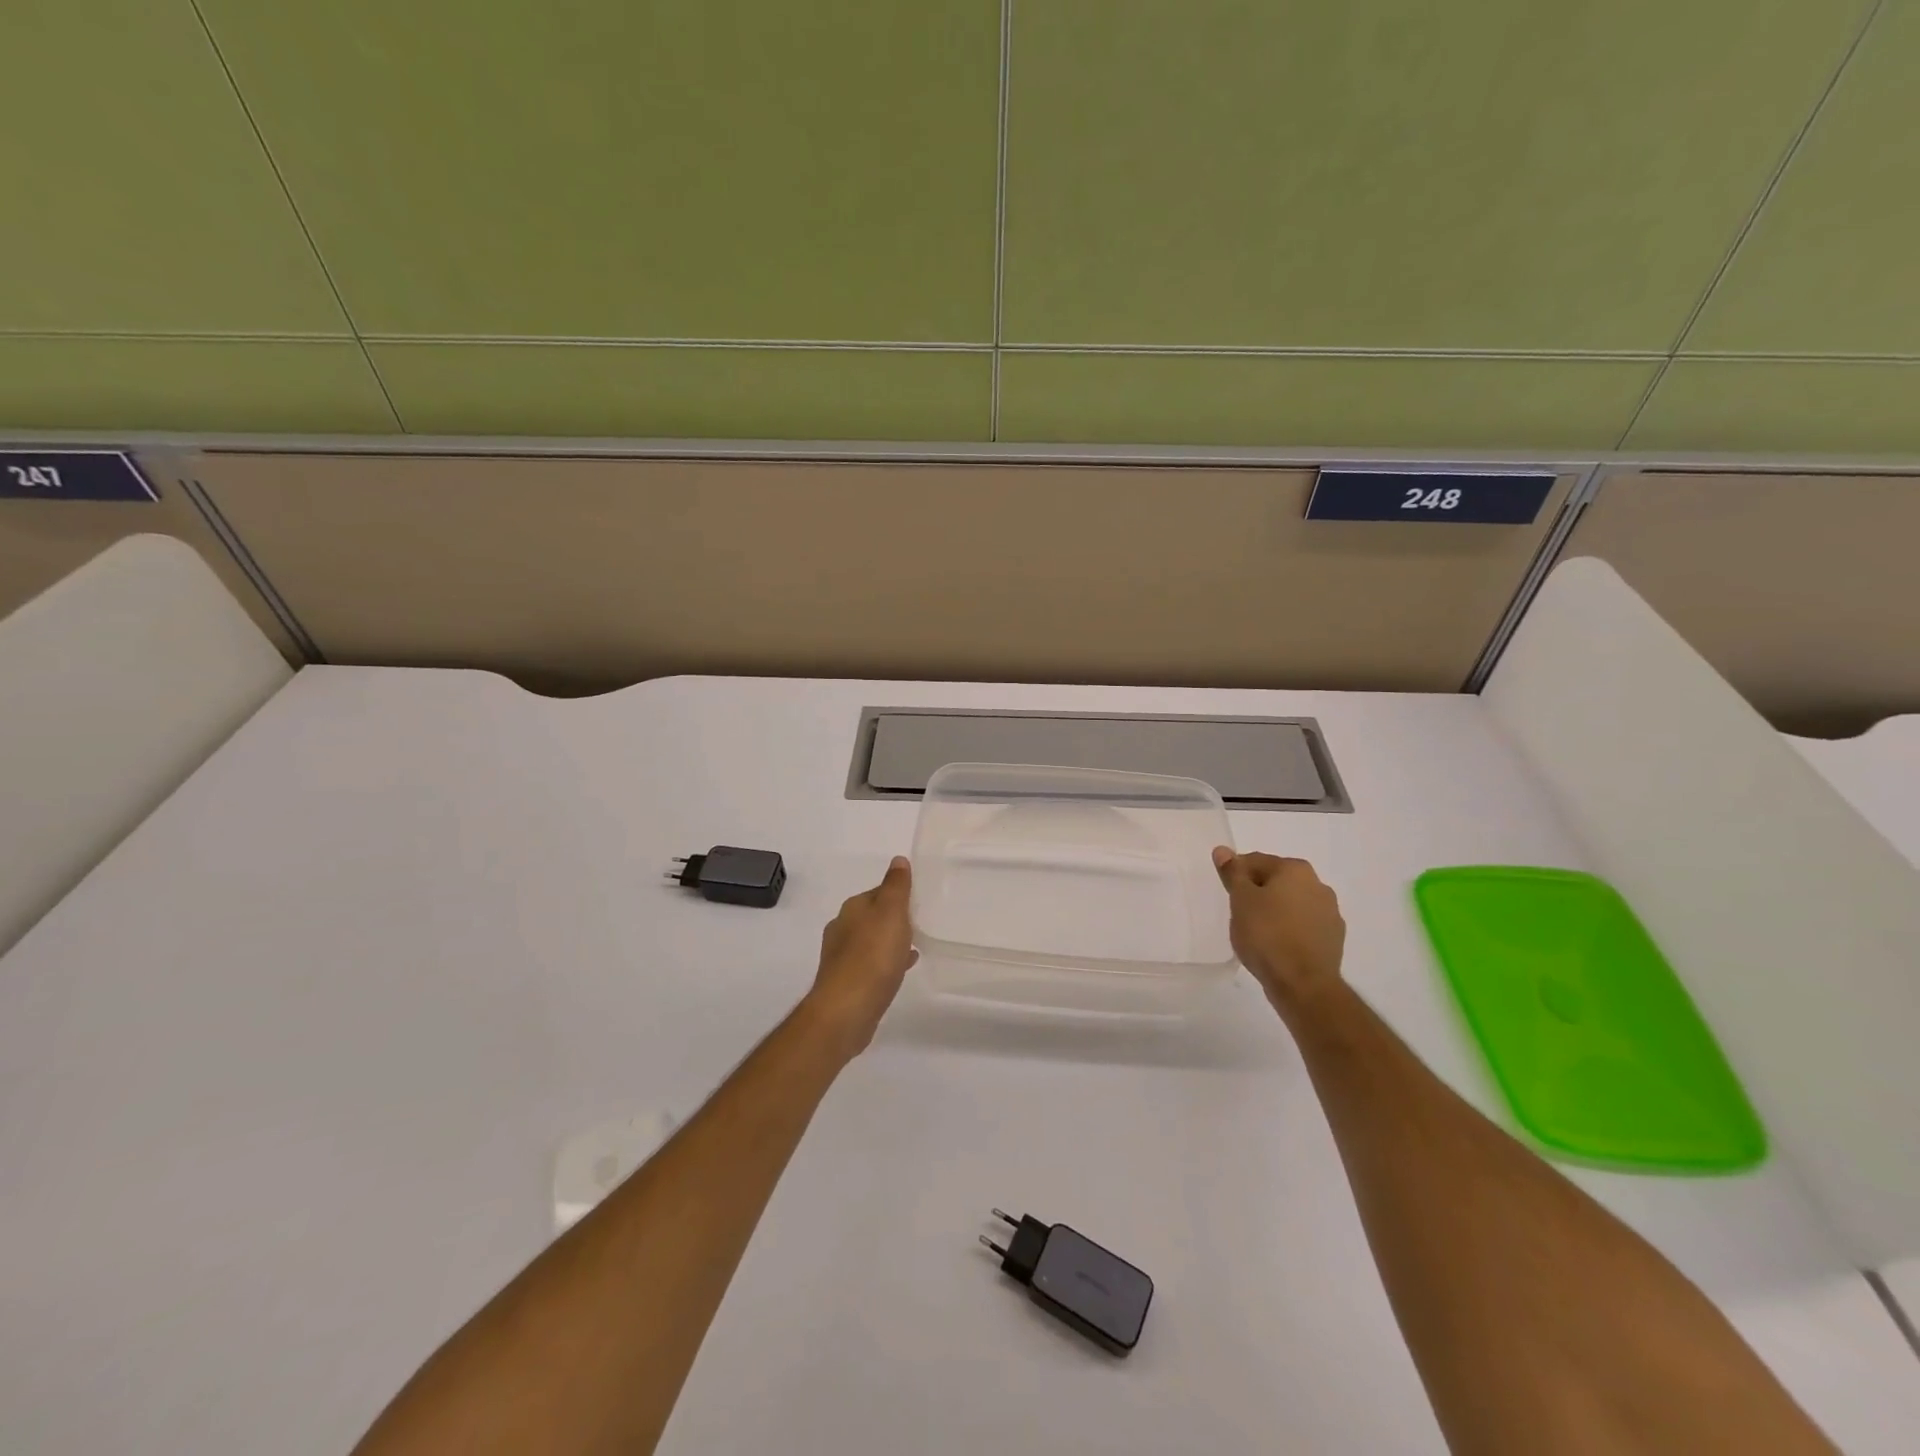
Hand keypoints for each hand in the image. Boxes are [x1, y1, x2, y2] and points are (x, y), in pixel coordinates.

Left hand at [803, 857, 918, 1059]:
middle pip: (873, 917)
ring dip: (890, 941)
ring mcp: (841, 958)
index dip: (898, 894)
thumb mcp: (891, 913)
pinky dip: (886, 962)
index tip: (918, 901)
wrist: (846, 1010)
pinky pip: (871, 965)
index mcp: (852, 908)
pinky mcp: (847, 983)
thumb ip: (896, 886)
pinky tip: (901, 969)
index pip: (878, 892)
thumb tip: (898, 860)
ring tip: (915, 947)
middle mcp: (842, 929)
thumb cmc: (872, 956)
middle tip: (919, 924)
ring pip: (872, 941)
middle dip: (893, 919)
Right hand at [1212, 848, 1345, 1021]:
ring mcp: (1330, 913)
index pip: (1256, 861)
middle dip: (1258, 892)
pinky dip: (1290, 930)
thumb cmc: (1266, 934)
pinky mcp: (1334, 939)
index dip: (1237, 875)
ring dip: (1276, 911)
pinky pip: (1304, 926)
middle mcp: (1318, 885)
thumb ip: (1233, 873)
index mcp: (1295, 869)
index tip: (1227, 893)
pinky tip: (1276, 946)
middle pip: (1277, 881)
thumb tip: (1223, 850)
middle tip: (1239, 913)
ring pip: (1293, 904)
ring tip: (1257, 932)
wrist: (1303, 984)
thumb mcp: (1240, 900)